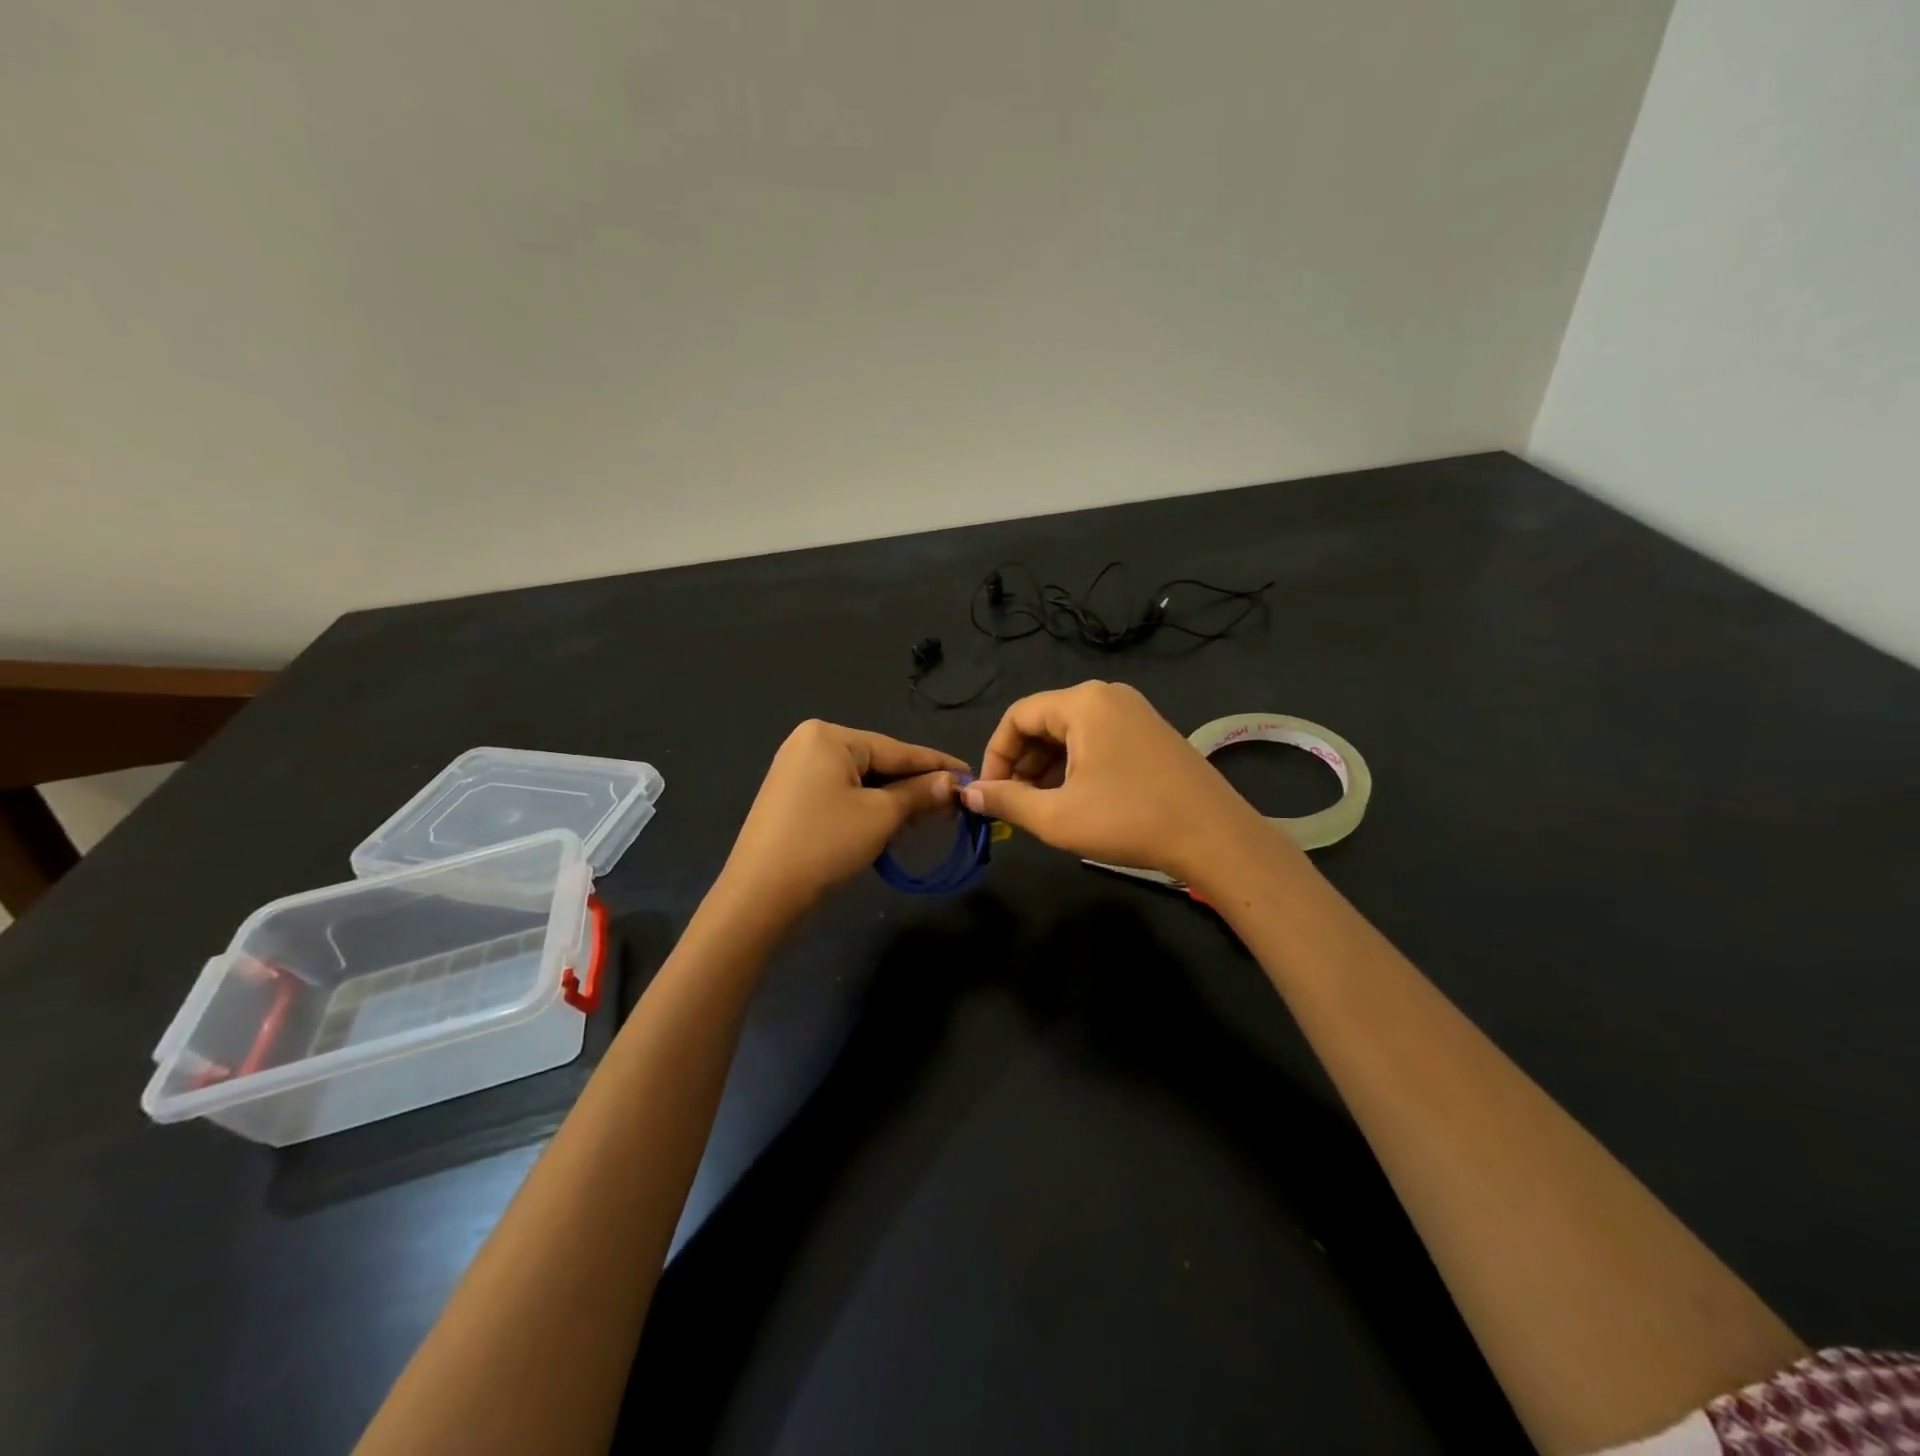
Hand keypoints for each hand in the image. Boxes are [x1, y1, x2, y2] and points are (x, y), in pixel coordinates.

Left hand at [721, 720, 966, 917]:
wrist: (760, 894)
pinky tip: (889, 824)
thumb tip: (954, 784)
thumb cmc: (825, 843)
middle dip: (914, 786)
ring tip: (927, 817)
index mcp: (829, 736)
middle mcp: (810, 743)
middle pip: (878, 762)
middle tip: (952, 805)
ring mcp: (796, 771)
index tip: (970, 774)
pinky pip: (841, 794)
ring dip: (893, 800)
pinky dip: (867, 808)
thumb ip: (920, 793)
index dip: (937, 764)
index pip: (897, 749)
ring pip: (861, 781)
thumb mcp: (881, 816)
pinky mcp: (791, 798)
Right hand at [962, 681, 1289, 888]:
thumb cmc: (1129, 820)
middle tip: (1013, 805)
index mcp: (1083, 703)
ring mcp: (1134, 713)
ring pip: (1071, 735)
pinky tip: (1075, 801)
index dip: (995, 755)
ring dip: (1047, 769)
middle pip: (1044, 722)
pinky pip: (1097, 742)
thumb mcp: (1057, 816)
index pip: (1018, 716)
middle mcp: (1108, 697)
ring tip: (1041, 808)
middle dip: (1021, 764)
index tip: (990, 794)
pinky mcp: (1151, 734)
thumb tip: (970, 793)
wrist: (1215, 837)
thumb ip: (1007, 800)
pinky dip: (1076, 768)